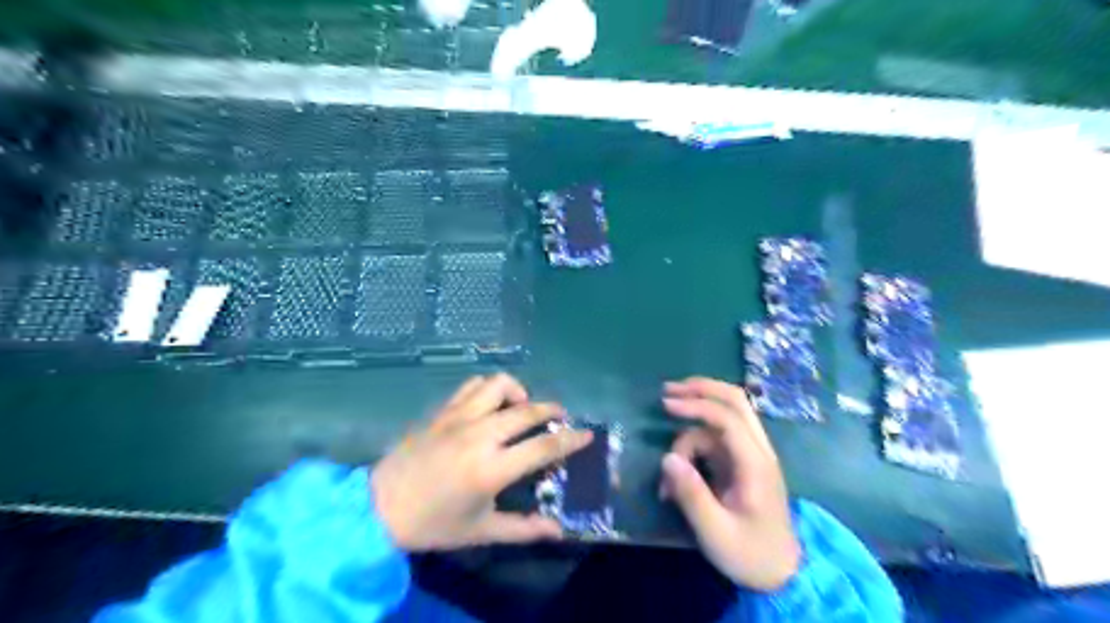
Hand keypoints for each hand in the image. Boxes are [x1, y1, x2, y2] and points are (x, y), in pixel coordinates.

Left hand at [370, 374, 594, 548]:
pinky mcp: (442, 411)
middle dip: (552, 410)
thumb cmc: (432, 523)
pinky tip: (490, 404)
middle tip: (559, 417)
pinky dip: (489, 389)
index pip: (542, 447)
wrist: (378, 508)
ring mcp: (458, 418)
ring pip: (498, 385)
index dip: (570, 439)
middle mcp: (479, 435)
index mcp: (491, 468)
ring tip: (521, 407)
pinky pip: (471, 386)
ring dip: (518, 392)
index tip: (587, 434)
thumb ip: (523, 529)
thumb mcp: (480, 531)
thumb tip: (558, 530)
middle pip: (527, 410)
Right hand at [657, 377, 797, 589]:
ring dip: (688, 433)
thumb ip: (692, 495)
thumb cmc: (749, 554)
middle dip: (700, 390)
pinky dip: (692, 447)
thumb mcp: (715, 532)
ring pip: (718, 422)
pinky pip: (713, 439)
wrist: (780, 573)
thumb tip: (667, 459)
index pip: (729, 418)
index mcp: (756, 465)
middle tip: (667, 390)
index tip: (666, 404)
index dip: (697, 405)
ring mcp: (749, 454)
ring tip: (668, 472)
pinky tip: (678, 471)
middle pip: (735, 401)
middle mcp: (757, 451)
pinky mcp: (740, 462)